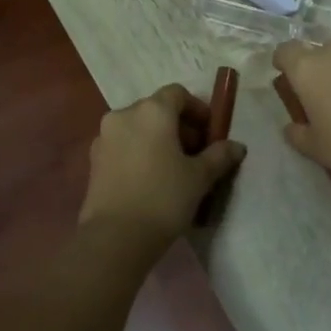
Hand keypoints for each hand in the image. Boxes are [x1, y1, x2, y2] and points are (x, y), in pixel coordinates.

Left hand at [78, 84, 245, 244]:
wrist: (115, 237)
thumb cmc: (164, 198)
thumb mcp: (199, 177)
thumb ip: (219, 156)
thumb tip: (237, 146)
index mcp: (152, 111)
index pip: (178, 94)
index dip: (198, 110)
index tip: (210, 133)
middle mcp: (124, 115)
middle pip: (157, 109)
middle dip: (179, 126)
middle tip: (196, 153)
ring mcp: (104, 137)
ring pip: (138, 128)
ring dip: (158, 140)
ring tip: (174, 169)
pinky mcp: (93, 160)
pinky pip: (123, 146)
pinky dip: (139, 152)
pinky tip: (151, 180)